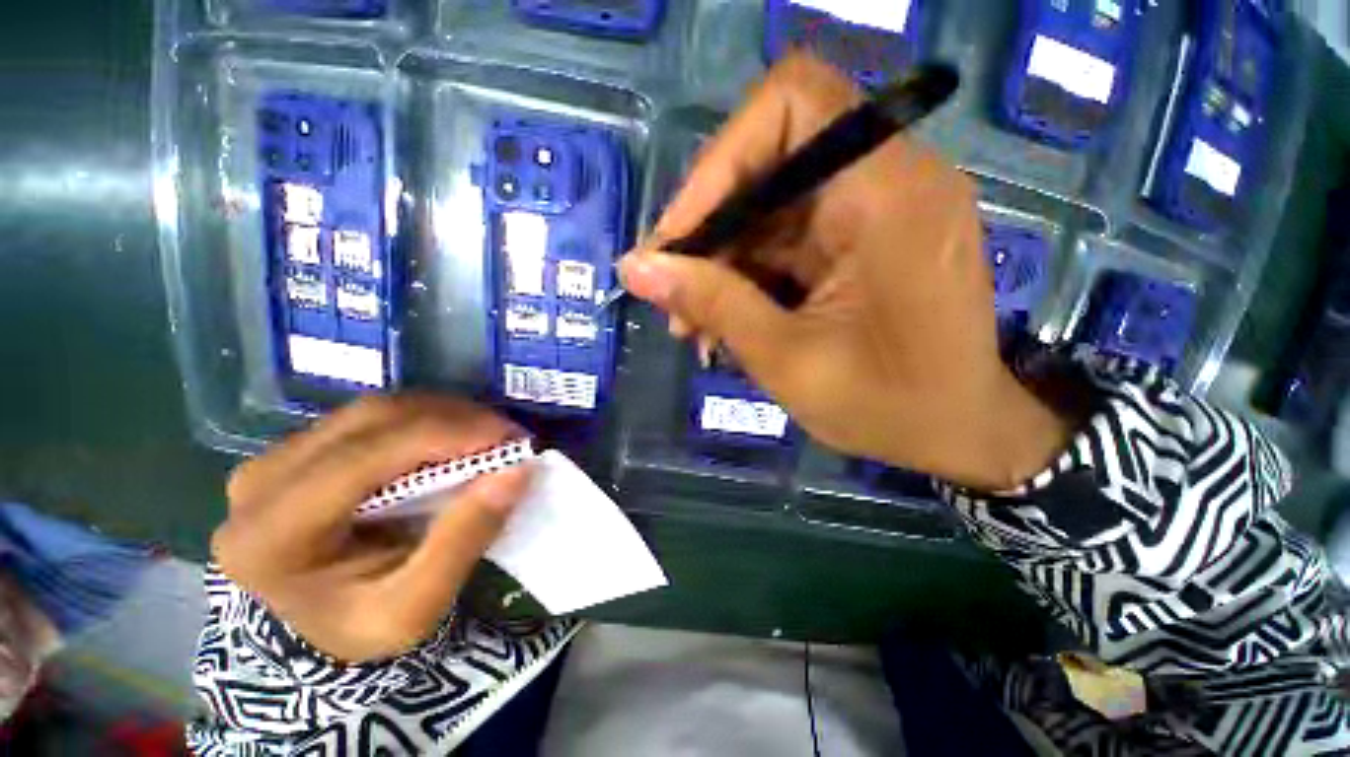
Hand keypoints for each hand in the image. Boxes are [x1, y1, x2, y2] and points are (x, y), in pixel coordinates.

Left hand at [212, 395, 529, 662]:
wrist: (317, 627)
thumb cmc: (361, 626)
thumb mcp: (416, 608)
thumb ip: (462, 540)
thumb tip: (516, 470)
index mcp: (270, 537)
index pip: (362, 459)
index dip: (443, 435)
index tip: (510, 438)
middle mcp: (259, 483)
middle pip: (370, 421)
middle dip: (454, 420)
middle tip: (509, 436)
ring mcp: (276, 458)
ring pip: (375, 410)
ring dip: (445, 415)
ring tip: (490, 437)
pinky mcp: (300, 447)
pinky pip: (374, 417)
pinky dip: (428, 419)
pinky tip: (457, 437)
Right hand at [619, 54, 1071, 490]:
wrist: (956, 433)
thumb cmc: (887, 406)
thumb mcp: (786, 359)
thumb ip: (712, 304)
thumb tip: (636, 267)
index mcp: (887, 196)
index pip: (793, 103)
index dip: (722, 159)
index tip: (678, 238)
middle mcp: (886, 182)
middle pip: (769, 163)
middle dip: (708, 233)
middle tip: (671, 296)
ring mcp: (874, 210)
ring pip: (768, 210)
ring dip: (721, 265)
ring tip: (692, 325)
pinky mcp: (861, 240)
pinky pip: (785, 240)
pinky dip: (747, 277)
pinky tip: (724, 323)